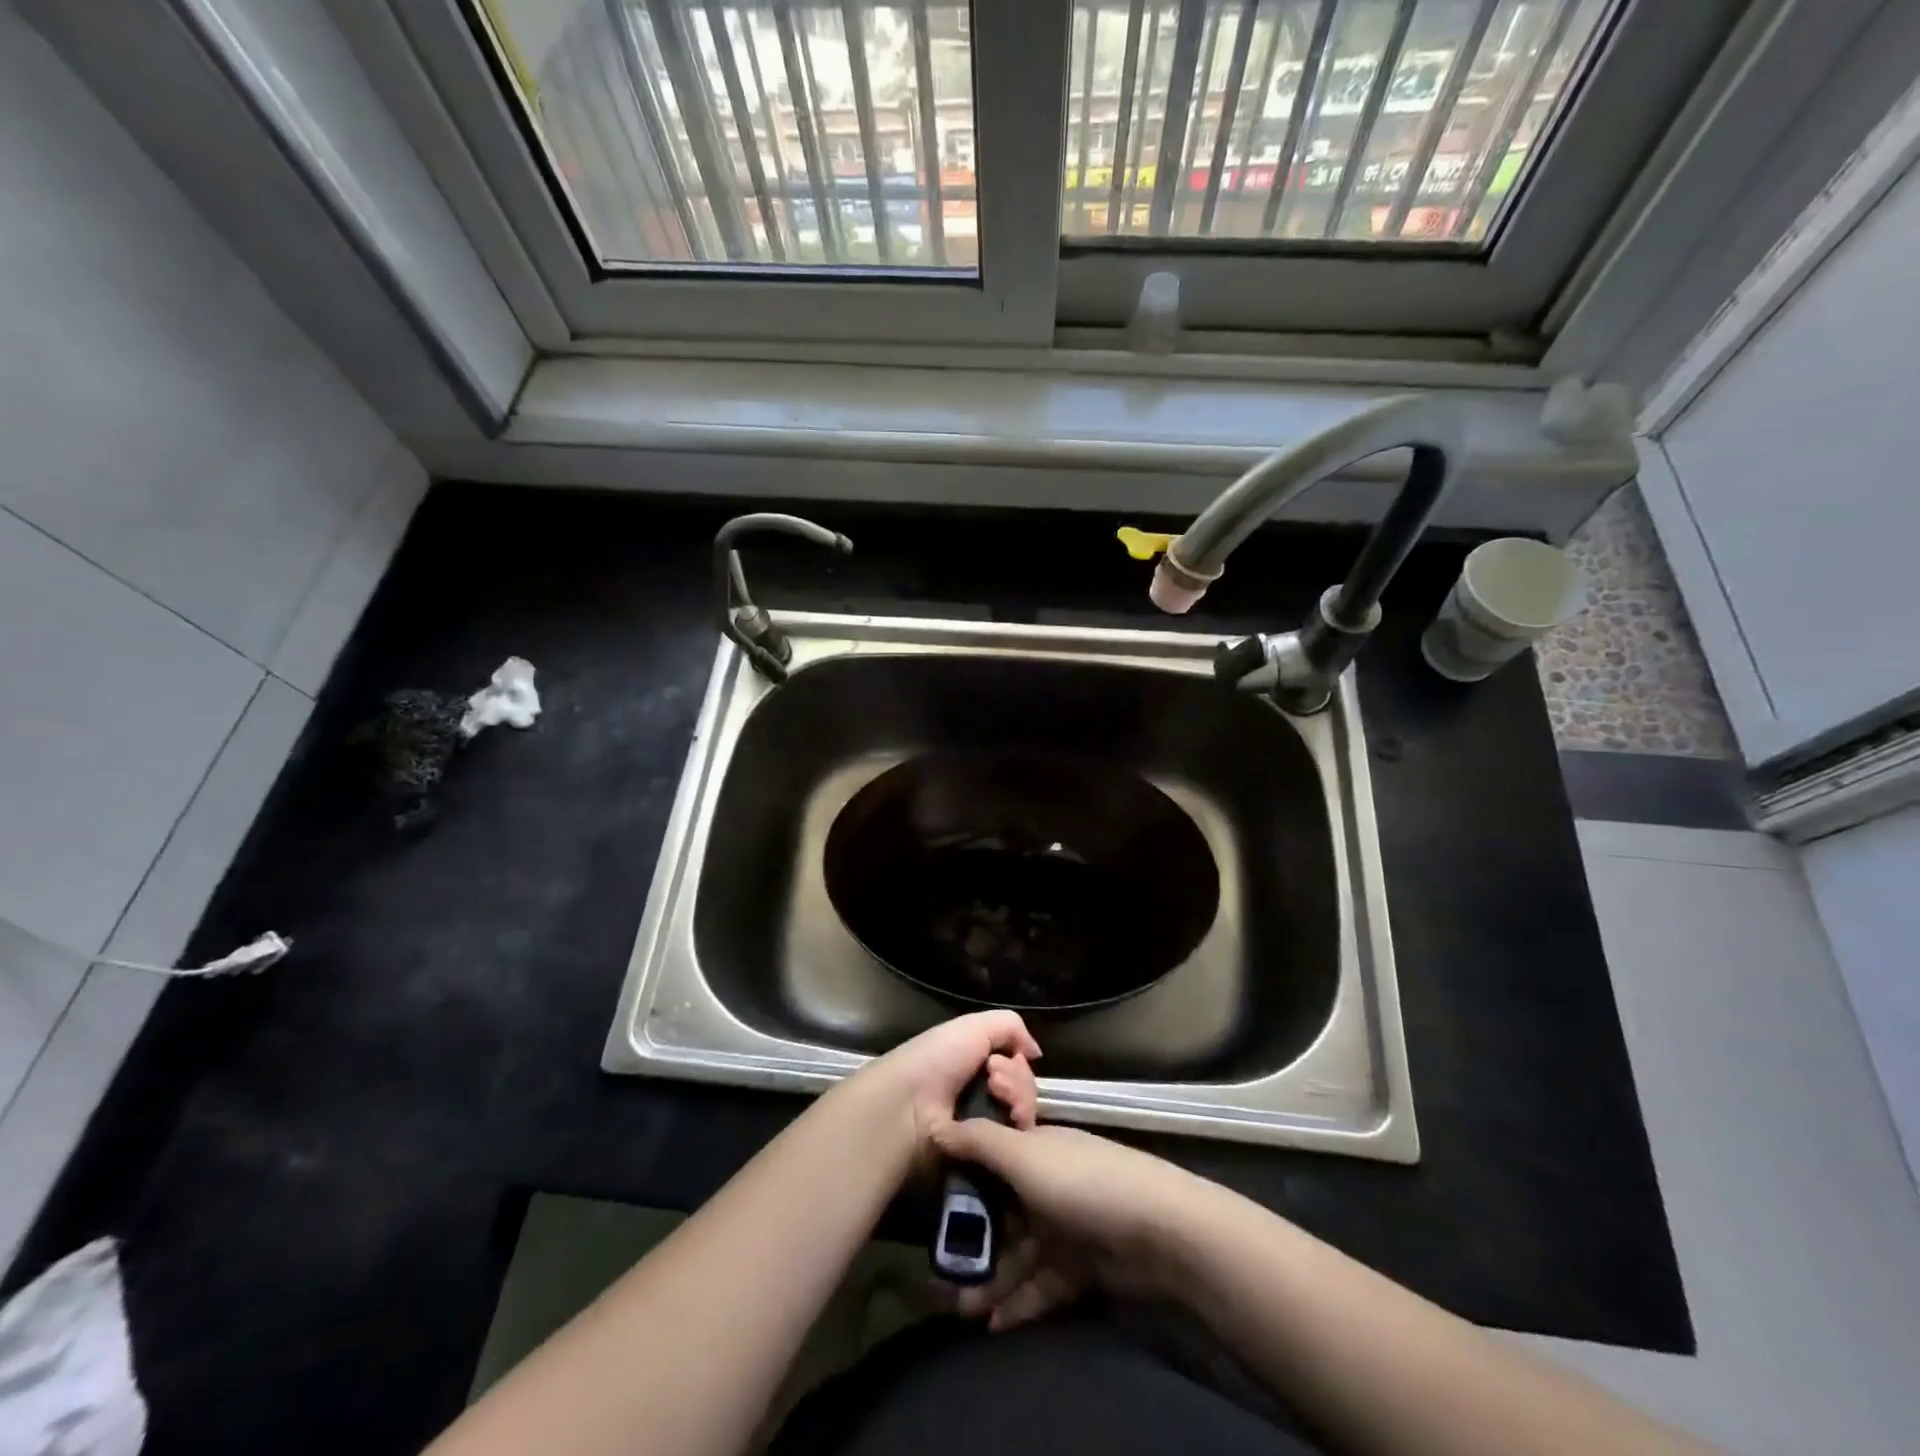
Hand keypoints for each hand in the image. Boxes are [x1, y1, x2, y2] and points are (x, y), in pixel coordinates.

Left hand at [857, 1011, 1042, 1165]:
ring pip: (1026, 1111)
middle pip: (1025, 1087)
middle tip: (995, 1081)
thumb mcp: (973, 1026)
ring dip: (1019, 1098)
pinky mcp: (989, 1155)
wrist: (909, 1107)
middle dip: (1019, 1080)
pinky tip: (1007, 1118)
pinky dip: (1017, 1124)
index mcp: (973, 1063)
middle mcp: (981, 1093)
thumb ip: (1011, 1027)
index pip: (1016, 1064)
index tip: (1013, 1058)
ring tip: (997, 1096)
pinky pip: (1019, 1139)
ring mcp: (986, 1126)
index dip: (1019, 1059)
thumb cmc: (937, 1059)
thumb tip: (1035, 1053)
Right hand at [928, 1120, 1209, 1330]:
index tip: (928, 1203)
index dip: (960, 1178)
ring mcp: (1066, 1225)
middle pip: (1001, 1209)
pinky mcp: (1082, 1266)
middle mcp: (1047, 1182)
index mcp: (1035, 1147)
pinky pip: (1042, 1284)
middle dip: (971, 1239)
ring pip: (1019, 1252)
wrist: (1158, 1230)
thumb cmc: (1080, 1182)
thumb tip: (937, 1124)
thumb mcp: (1023, 1155)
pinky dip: (1019, 1302)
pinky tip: (993, 1325)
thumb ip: (979, 1141)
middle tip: (939, 1272)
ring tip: (960, 1308)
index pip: (989, 1157)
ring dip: (991, 1278)